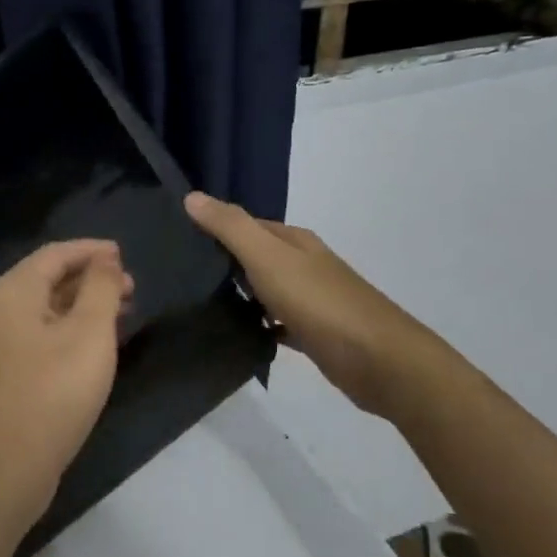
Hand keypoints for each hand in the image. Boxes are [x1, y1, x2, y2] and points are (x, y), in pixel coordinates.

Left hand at [0, 240, 132, 525]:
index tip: (124, 254)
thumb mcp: (90, 333)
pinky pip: (40, 335)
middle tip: (131, 288)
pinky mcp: (3, 374)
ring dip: (83, 306)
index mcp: (12, 292)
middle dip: (91, 279)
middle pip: (48, 280)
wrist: (7, 468)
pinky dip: (69, 330)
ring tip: (122, 313)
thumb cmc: (53, 391)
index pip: (55, 254)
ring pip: (45, 310)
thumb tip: (105, 260)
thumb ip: (101, 288)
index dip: (92, 250)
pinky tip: (96, 346)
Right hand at [185, 192, 443, 415]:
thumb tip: (191, 196)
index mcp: (295, 241)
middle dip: (224, 262)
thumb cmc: (319, 302)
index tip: (178, 240)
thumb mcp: (268, 257)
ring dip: (241, 295)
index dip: (216, 228)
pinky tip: (237, 336)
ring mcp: (313, 300)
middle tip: (179, 275)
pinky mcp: (316, 334)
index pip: (247, 224)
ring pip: (267, 290)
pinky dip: (260, 326)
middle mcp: (304, 264)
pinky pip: (278, 324)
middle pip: (257, 256)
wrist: (378, 360)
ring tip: (198, 305)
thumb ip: (231, 227)